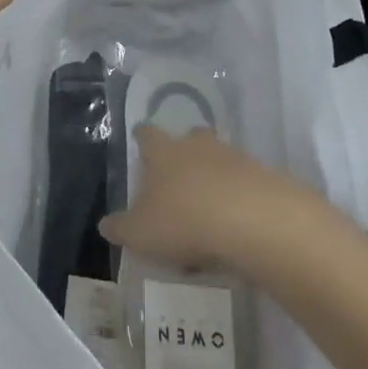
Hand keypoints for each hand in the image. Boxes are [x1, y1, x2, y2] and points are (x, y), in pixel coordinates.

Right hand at [99, 124, 324, 270]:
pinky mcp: (261, 175)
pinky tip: (235, 224)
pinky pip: (243, 181)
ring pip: (218, 158)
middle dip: (184, 152)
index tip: (140, 142)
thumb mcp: (141, 233)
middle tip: (178, 176)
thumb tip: (105, 224)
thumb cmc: (183, 220)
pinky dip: (237, 196)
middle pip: (189, 137)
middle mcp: (196, 146)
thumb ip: (121, 228)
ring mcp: (232, 157)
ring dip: (213, 175)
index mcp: (163, 152)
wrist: (251, 220)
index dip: (142, 139)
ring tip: (208, 209)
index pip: (147, 134)